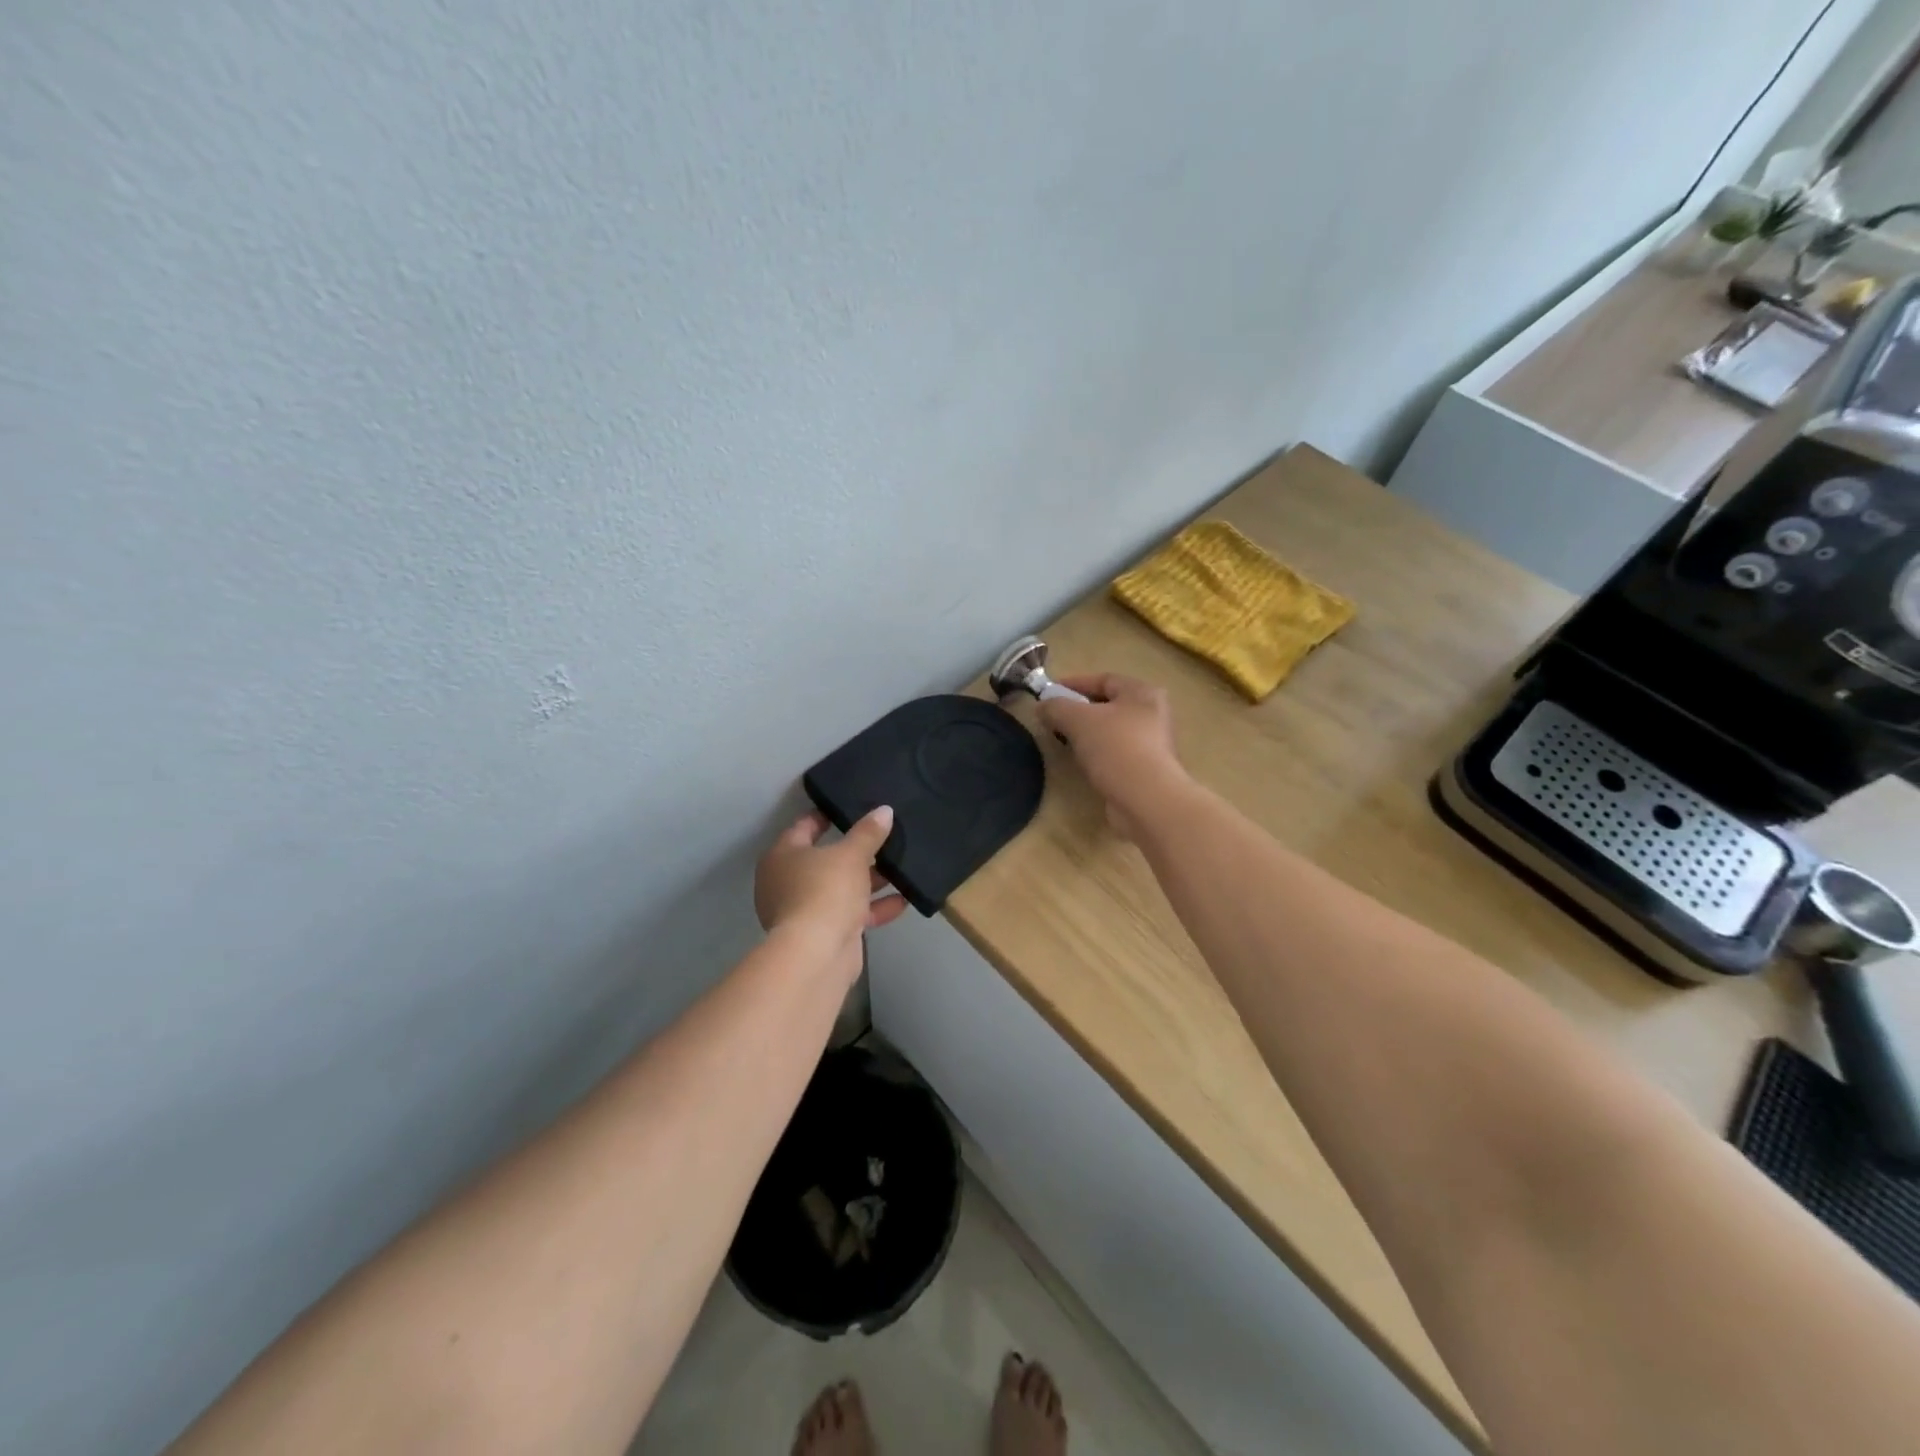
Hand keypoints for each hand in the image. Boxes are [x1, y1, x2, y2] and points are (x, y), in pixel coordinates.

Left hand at [754, 807, 907, 977]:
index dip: (825, 816)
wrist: (817, 954)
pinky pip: (850, 914)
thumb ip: (868, 833)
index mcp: (782, 857)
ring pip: (840, 888)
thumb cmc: (825, 891)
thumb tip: (884, 811)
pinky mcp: (823, 935)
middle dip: (855, 852)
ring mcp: (804, 911)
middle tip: (883, 836)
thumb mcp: (852, 855)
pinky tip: (903, 899)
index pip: (803, 827)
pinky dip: (873, 908)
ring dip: (869, 881)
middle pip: (825, 860)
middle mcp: (787, 882)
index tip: (849, 807)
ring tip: (899, 866)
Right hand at [1038, 674, 1189, 838]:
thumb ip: (1056, 707)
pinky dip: (1098, 755)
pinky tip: (1083, 763)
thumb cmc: (1115, 748)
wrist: (1147, 799)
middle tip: (1054, 719)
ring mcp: (1153, 744)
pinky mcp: (1148, 770)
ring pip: (1112, 731)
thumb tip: (1042, 706)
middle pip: (1108, 705)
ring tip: (1064, 742)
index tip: (1048, 694)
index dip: (1073, 683)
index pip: (1103, 679)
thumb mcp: (1077, 720)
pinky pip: (1116, 754)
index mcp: (1142, 693)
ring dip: (1088, 734)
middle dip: (1079, 710)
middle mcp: (1153, 714)